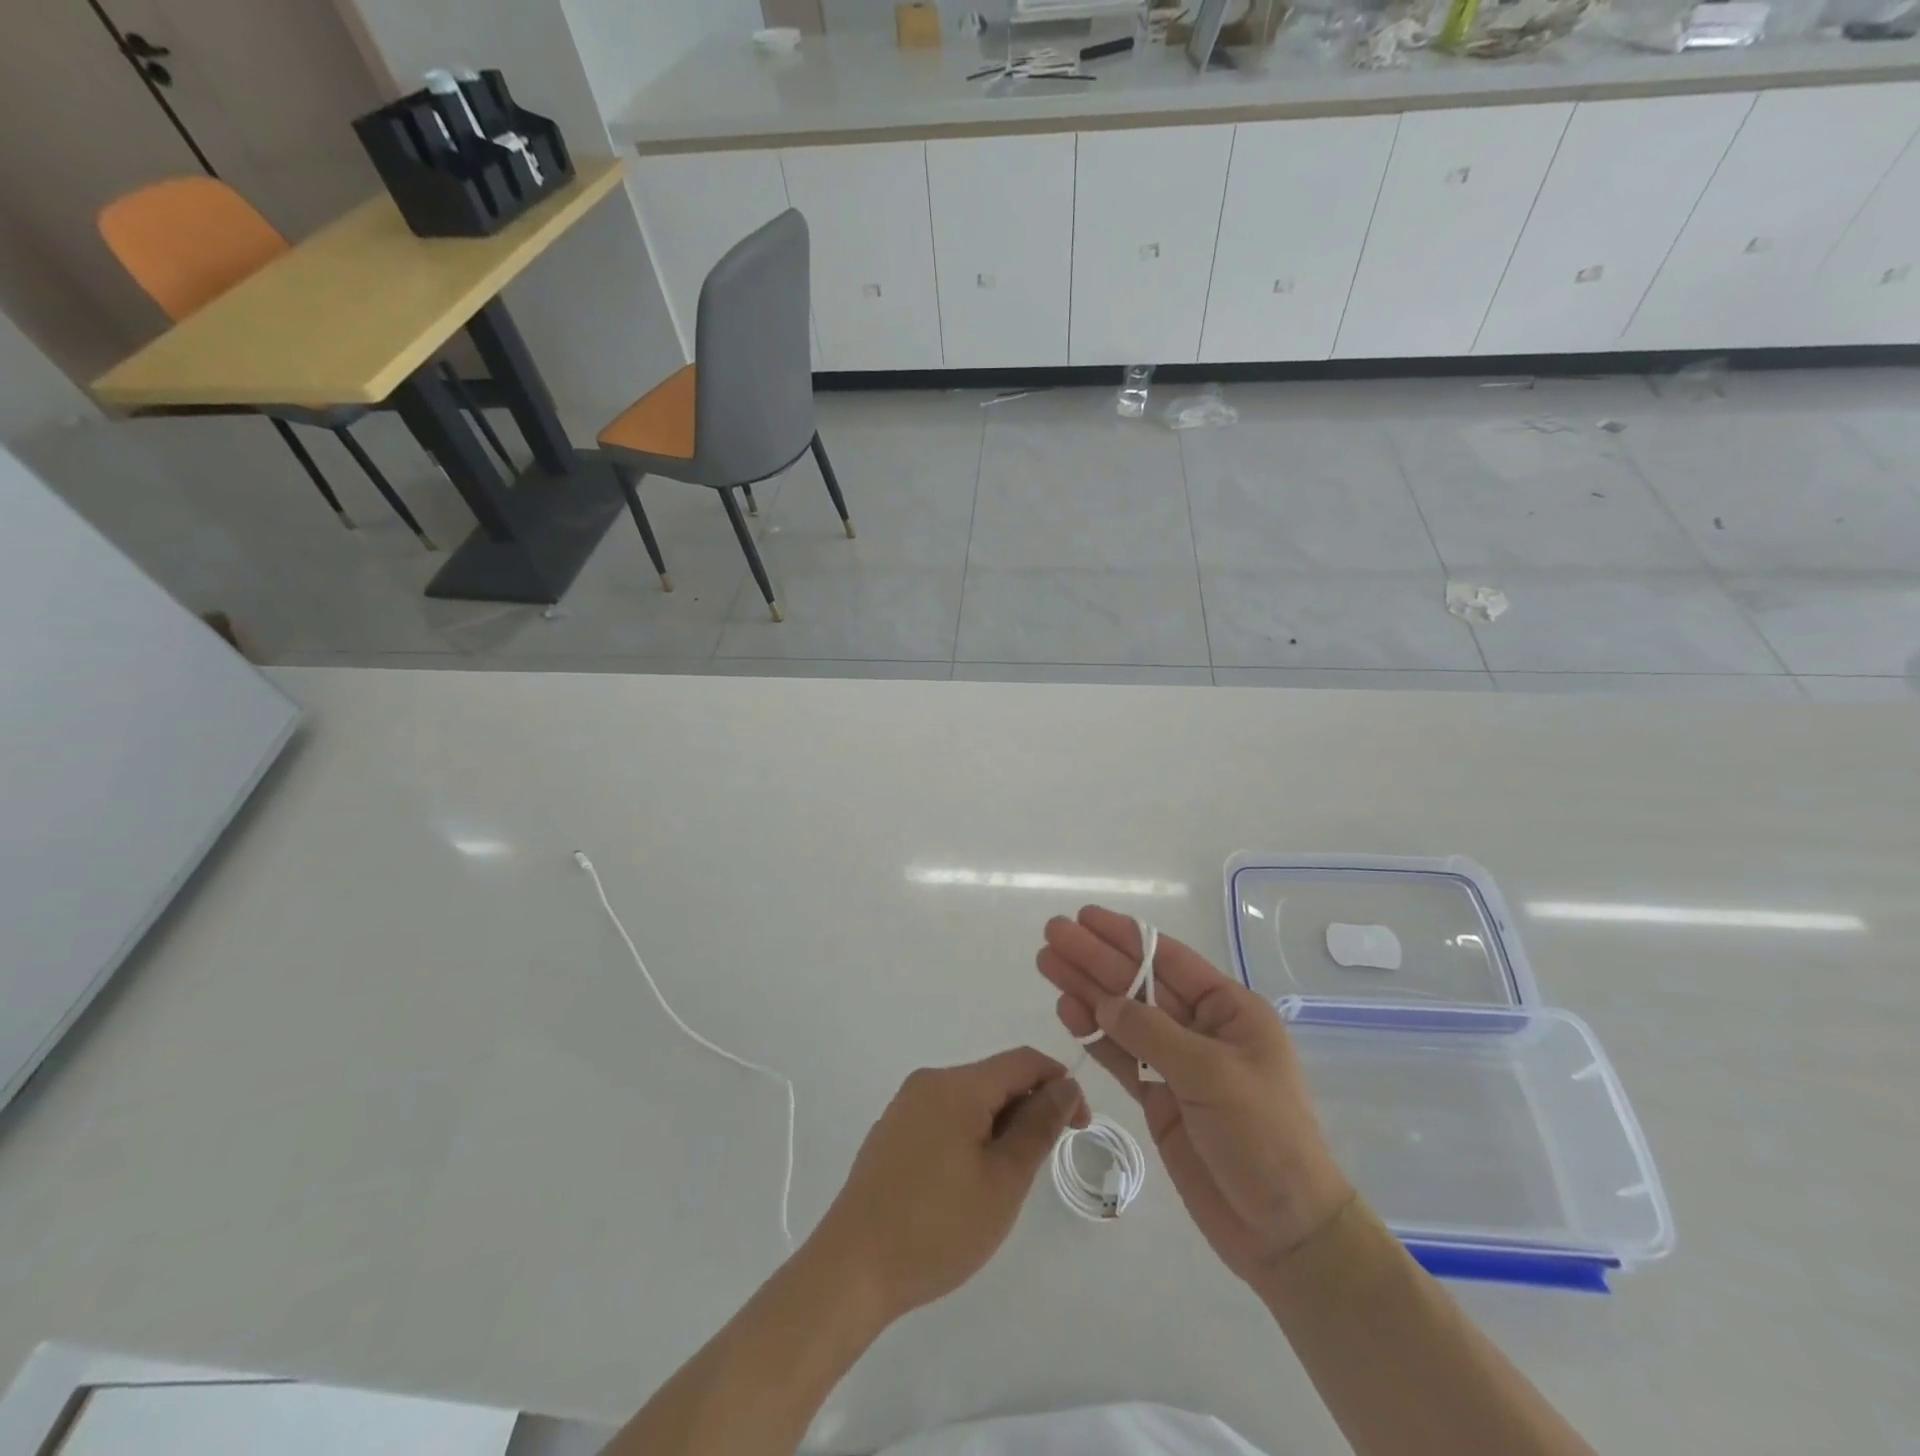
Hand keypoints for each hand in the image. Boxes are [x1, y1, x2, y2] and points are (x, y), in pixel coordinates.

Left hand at [808, 1049, 1088, 1323]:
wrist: (852, 1268)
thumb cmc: (937, 1227)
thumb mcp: (1003, 1180)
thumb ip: (1038, 1127)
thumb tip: (1064, 1085)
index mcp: (957, 1085)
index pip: (1022, 1062)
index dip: (1059, 1084)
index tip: (1080, 1126)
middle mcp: (929, 1082)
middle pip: (995, 1078)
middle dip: (1028, 1109)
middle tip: (1042, 1165)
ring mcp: (905, 1106)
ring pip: (970, 1100)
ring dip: (1000, 1126)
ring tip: (1005, 1181)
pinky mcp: (892, 1132)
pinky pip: (945, 1117)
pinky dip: (970, 1135)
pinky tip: (968, 1183)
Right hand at [1038, 908, 1353, 1294]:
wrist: (1284, 1232)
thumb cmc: (1264, 1137)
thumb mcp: (1212, 1075)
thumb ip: (1152, 1033)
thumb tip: (1103, 1001)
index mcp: (1229, 1011)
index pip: (1168, 960)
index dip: (1124, 936)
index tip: (1084, 918)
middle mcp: (1201, 1029)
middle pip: (1138, 983)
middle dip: (1095, 958)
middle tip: (1052, 935)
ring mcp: (1178, 1065)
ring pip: (1123, 1016)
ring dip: (1086, 991)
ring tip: (1046, 965)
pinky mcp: (1160, 1099)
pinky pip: (1121, 1056)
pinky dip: (1094, 1034)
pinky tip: (1067, 1011)